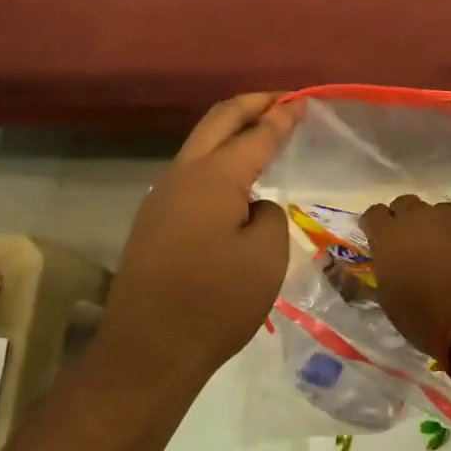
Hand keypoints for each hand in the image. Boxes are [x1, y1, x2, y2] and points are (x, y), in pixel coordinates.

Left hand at [96, 94, 302, 393]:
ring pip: (199, 147)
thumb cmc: (216, 303)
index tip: (302, 100)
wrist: (149, 350)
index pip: (255, 135)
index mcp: (213, 178)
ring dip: (229, 132)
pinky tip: (233, 180)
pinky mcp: (153, 222)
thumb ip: (269, 216)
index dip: (281, 116)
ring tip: (259, 133)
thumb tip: (253, 207)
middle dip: (250, 106)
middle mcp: (182, 176)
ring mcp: (161, 198)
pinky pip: (190, 175)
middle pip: (217, 122)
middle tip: (280, 100)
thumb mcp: (265, 258)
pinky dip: (216, 161)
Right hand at [360, 196, 450, 358]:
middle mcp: (420, 217)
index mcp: (390, 235)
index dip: (375, 227)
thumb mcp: (390, 301)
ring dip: (436, 227)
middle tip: (410, 246)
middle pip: (406, 205)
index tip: (378, 241)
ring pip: (439, 212)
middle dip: (404, 220)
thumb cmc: (426, 317)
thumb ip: (385, 273)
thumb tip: (387, 266)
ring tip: (444, 253)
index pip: (373, 215)